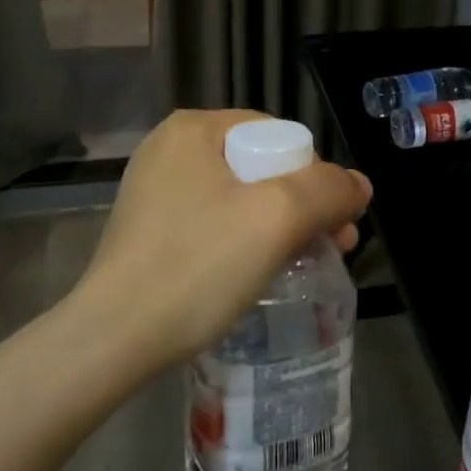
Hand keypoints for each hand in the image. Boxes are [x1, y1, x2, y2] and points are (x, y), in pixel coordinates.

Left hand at [71, 110, 372, 378]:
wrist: (111, 341)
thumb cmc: (197, 265)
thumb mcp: (275, 218)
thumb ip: (327, 190)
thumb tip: (359, 185)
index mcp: (193, 129)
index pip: (277, 136)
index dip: (314, 176)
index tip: (335, 222)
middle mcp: (170, 150)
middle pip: (261, 168)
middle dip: (303, 206)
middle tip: (334, 246)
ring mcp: (155, 191)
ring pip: (240, 199)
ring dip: (280, 228)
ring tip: (307, 264)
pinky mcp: (150, 230)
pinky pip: (214, 224)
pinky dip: (245, 243)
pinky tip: (261, 274)